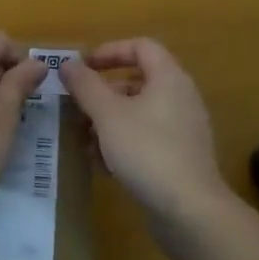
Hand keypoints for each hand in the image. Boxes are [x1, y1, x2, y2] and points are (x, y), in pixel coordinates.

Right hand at [62, 38, 225, 220]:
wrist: (191, 213)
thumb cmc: (147, 151)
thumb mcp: (107, 114)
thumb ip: (85, 85)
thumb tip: (68, 63)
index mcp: (169, 77)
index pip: (140, 46)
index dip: (110, 51)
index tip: (84, 68)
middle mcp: (181, 97)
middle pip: (138, 80)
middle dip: (104, 91)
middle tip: (78, 105)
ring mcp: (184, 129)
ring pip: (140, 112)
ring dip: (109, 120)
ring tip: (83, 138)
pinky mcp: (182, 158)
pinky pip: (148, 137)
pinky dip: (124, 141)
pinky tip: (102, 164)